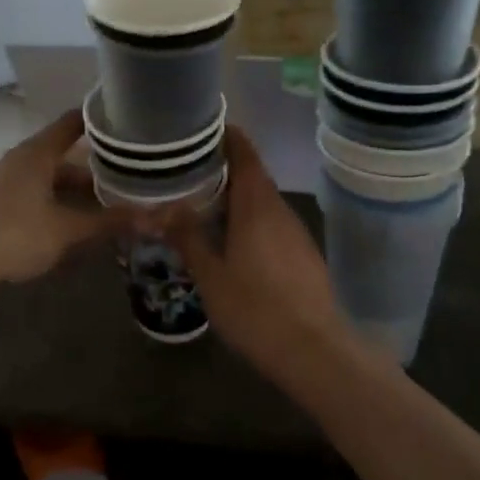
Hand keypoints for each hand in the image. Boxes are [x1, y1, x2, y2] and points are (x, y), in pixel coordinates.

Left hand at [0, 111, 127, 299]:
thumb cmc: (13, 236)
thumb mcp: (67, 230)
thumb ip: (109, 221)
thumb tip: (154, 217)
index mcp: (38, 153)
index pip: (75, 122)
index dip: (103, 119)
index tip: (134, 120)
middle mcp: (25, 160)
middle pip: (69, 154)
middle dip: (102, 166)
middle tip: (139, 172)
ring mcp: (13, 184)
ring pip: (57, 179)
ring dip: (84, 191)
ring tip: (120, 202)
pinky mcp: (6, 207)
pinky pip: (45, 197)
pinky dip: (67, 205)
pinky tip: (87, 224)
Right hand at [165, 127, 352, 377]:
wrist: (315, 351)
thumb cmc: (256, 309)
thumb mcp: (211, 275)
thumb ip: (188, 237)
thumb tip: (164, 207)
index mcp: (256, 204)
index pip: (244, 152)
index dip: (226, 135)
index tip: (201, 129)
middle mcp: (279, 209)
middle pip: (253, 174)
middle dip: (223, 167)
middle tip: (187, 169)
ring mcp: (295, 232)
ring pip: (262, 200)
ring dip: (235, 195)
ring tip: (201, 201)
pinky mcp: (302, 254)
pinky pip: (270, 222)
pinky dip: (248, 218)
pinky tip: (229, 238)